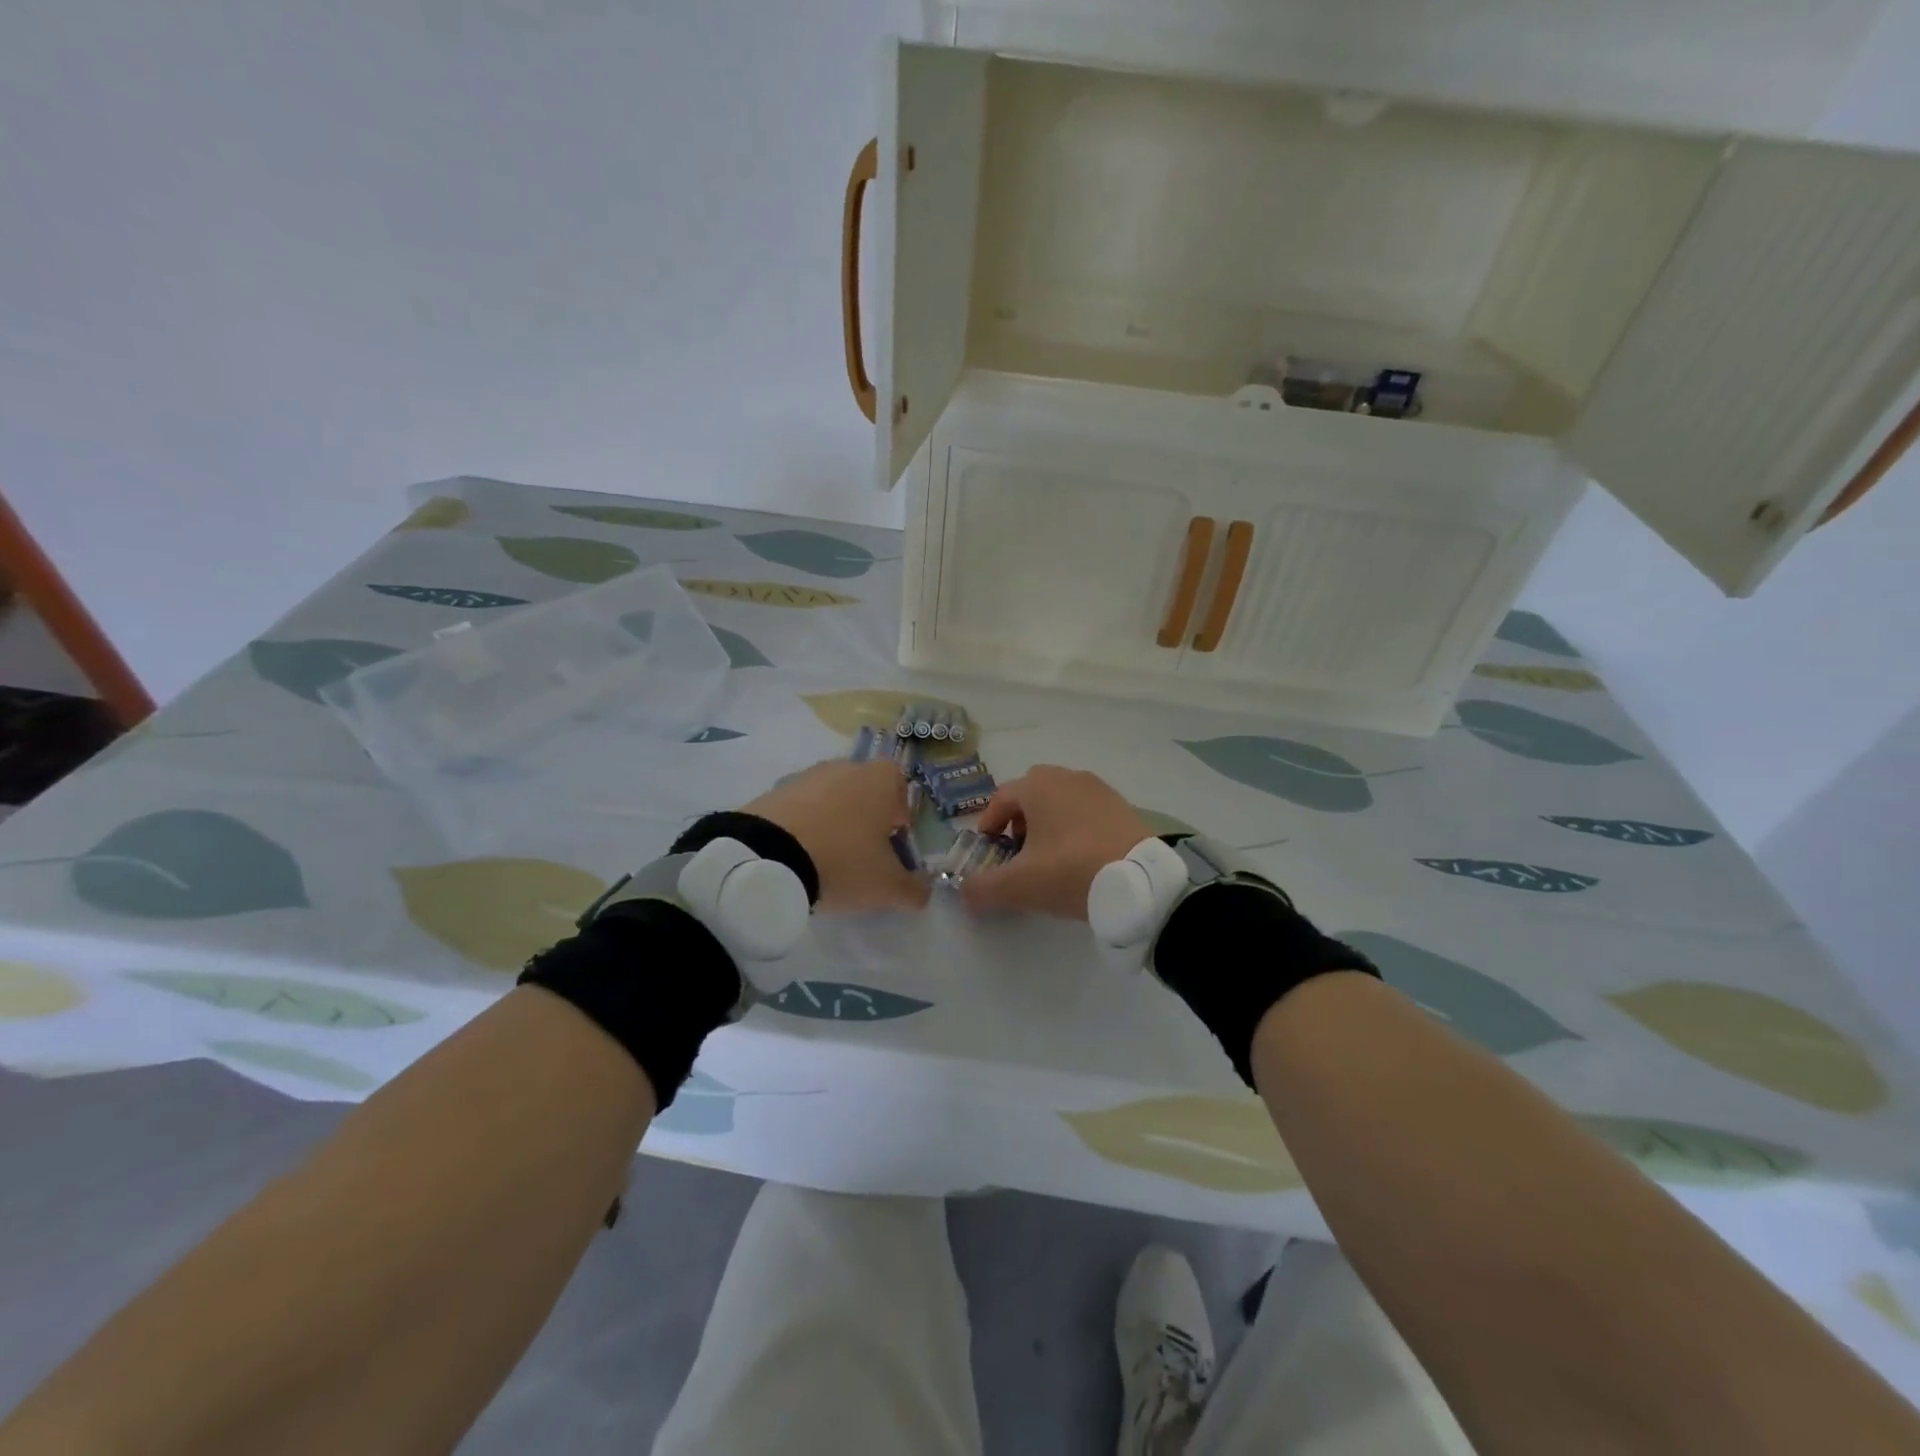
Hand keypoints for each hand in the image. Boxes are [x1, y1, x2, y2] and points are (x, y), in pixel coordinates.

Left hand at [742, 759, 927, 911]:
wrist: (767, 856)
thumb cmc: (843, 860)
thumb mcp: (887, 886)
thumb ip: (913, 889)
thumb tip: (923, 892)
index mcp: (880, 779)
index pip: (901, 788)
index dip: (900, 817)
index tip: (892, 846)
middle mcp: (846, 767)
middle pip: (865, 792)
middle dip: (866, 820)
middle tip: (861, 856)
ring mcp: (807, 775)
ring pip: (831, 799)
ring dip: (834, 823)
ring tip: (826, 860)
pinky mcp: (774, 791)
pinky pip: (800, 808)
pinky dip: (803, 827)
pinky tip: (798, 856)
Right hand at [961, 765, 1152, 919]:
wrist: (1141, 882)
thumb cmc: (1071, 872)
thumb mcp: (1019, 886)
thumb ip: (982, 888)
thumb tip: (964, 892)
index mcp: (1039, 786)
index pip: (1001, 797)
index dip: (988, 823)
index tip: (989, 850)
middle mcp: (1068, 777)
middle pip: (1031, 793)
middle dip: (1019, 819)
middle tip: (1018, 851)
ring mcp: (1099, 789)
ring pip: (1061, 800)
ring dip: (1048, 823)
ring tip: (1049, 858)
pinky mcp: (1122, 807)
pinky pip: (1087, 810)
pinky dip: (1075, 827)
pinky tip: (1080, 858)